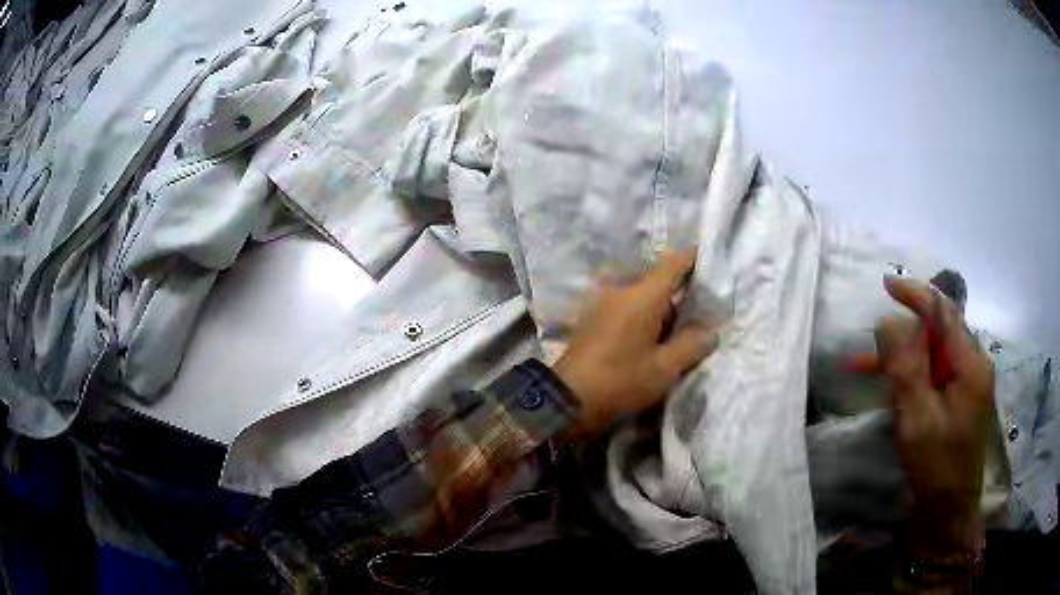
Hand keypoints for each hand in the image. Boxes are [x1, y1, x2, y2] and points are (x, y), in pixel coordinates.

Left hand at [554, 250, 717, 438]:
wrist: (567, 399)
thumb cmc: (620, 381)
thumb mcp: (664, 368)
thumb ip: (692, 345)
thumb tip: (710, 331)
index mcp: (642, 295)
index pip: (674, 262)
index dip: (696, 258)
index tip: (714, 262)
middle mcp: (621, 290)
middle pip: (659, 279)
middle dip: (682, 290)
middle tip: (704, 307)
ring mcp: (604, 303)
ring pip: (643, 295)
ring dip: (663, 306)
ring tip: (683, 327)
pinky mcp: (594, 319)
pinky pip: (627, 306)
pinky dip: (645, 315)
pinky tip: (655, 337)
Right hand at [852, 276, 993, 554]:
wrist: (949, 512)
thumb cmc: (936, 466)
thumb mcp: (917, 418)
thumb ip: (905, 367)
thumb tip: (889, 321)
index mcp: (970, 363)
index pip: (944, 312)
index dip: (916, 294)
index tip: (886, 285)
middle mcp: (972, 366)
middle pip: (937, 333)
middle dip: (902, 336)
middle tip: (869, 347)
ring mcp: (966, 384)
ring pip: (931, 356)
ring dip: (901, 360)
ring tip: (863, 367)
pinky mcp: (958, 401)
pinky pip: (933, 377)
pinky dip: (910, 378)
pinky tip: (887, 388)